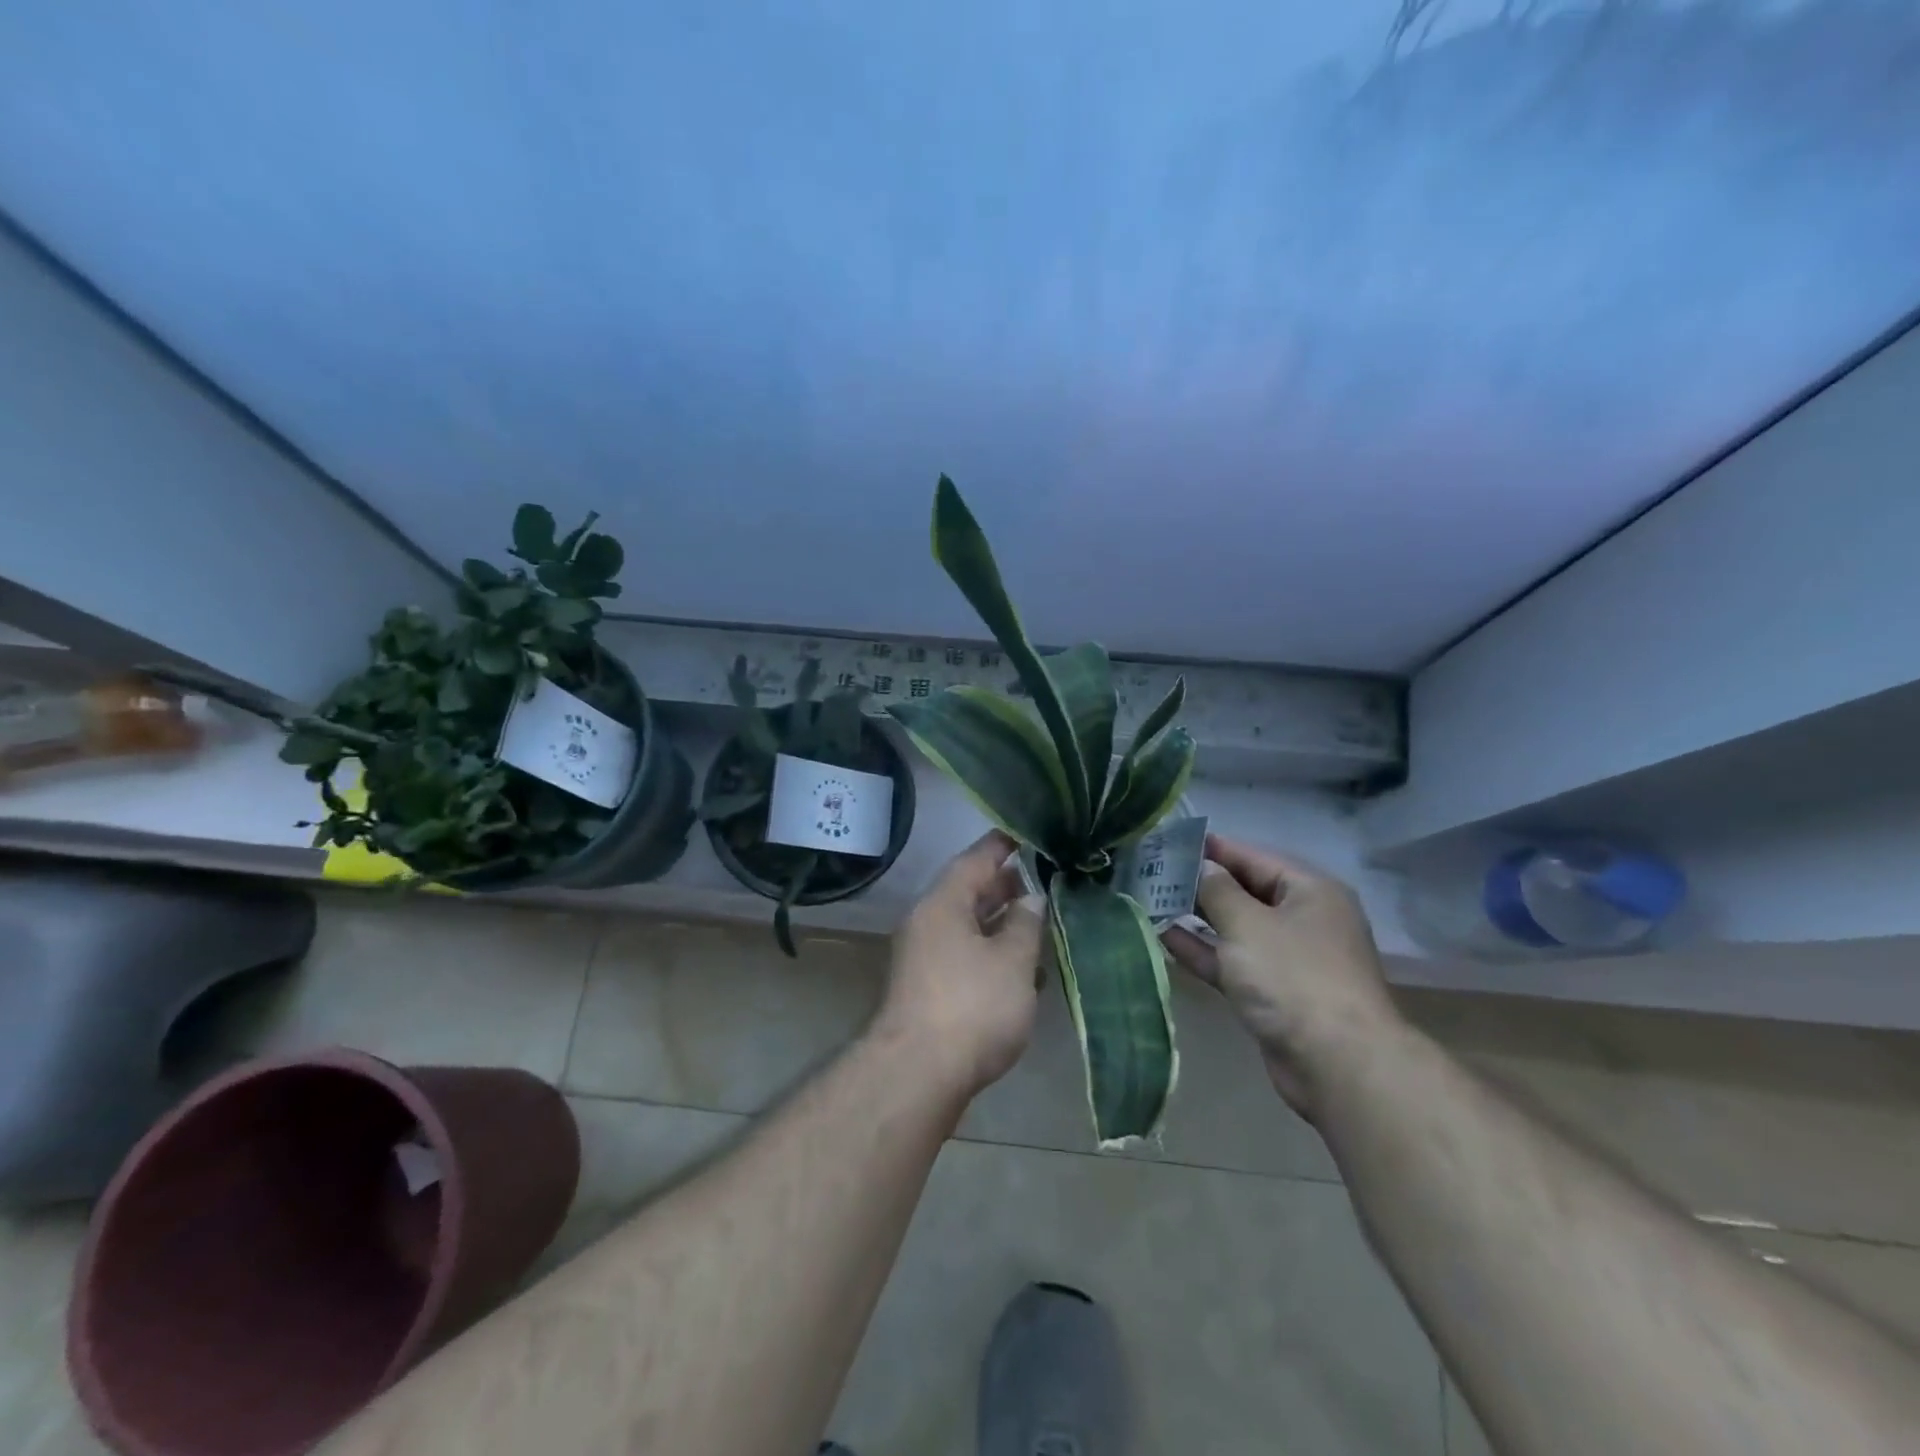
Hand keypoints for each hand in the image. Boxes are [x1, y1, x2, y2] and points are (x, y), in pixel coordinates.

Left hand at [875, 830, 1045, 1098]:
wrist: (918, 1075)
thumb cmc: (972, 1006)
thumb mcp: (1012, 961)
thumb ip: (1026, 924)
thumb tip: (1031, 898)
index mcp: (943, 903)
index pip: (975, 859)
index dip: (1002, 845)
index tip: (1028, 835)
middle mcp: (927, 923)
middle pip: (968, 892)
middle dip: (1005, 887)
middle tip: (1042, 881)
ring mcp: (923, 957)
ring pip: (967, 927)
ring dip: (1001, 924)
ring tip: (1039, 922)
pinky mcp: (928, 989)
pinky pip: (963, 955)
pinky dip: (991, 954)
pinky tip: (1021, 970)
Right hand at [1164, 834, 1400, 1116]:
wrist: (1337, 1064)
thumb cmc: (1292, 977)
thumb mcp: (1247, 923)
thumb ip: (1218, 890)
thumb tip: (1202, 867)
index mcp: (1309, 891)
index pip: (1252, 856)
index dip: (1211, 848)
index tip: (1168, 841)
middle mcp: (1302, 918)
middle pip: (1244, 891)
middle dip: (1200, 883)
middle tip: (1152, 871)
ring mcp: (1288, 958)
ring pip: (1235, 928)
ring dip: (1197, 917)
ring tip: (1151, 900)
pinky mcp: (1273, 992)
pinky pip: (1233, 961)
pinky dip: (1204, 950)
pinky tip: (1166, 937)